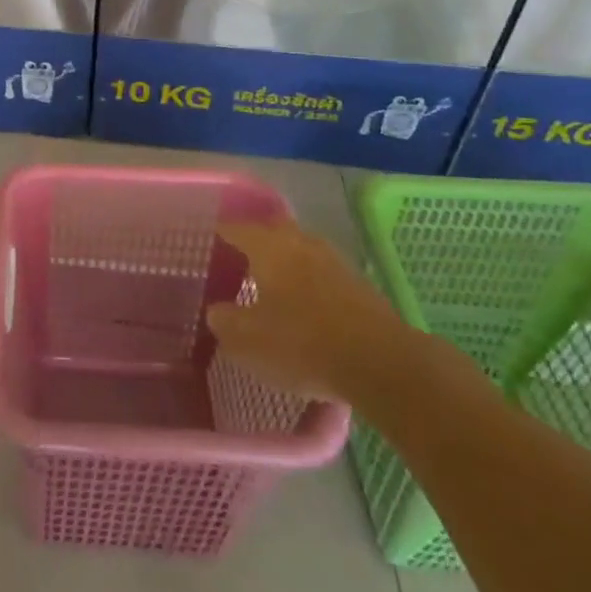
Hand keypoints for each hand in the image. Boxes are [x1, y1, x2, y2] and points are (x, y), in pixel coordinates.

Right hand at [206, 222, 414, 403]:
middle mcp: (300, 242)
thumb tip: (216, 310)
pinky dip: (306, 278)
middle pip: (272, 230)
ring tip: (270, 280)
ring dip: (284, 258)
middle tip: (238, 257)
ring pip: (300, 248)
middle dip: (255, 239)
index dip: (219, 233)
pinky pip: (320, 269)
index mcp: (269, 247)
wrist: (383, 363)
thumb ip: (225, 321)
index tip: (207, 242)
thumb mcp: (249, 340)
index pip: (235, 228)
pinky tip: (302, 301)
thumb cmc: (304, 344)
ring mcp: (333, 260)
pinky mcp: (357, 283)